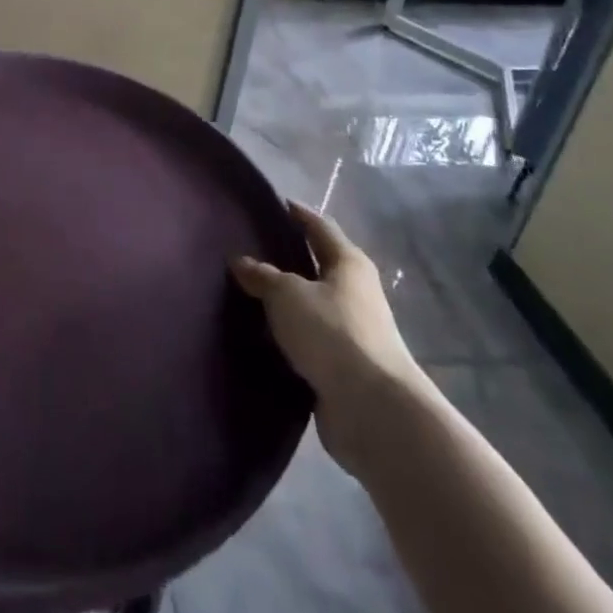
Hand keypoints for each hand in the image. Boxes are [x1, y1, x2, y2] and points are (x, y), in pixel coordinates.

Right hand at [232, 200, 431, 473]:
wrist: (372, 408)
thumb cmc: (332, 332)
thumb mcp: (287, 294)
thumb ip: (262, 276)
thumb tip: (240, 261)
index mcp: (349, 264)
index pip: (320, 227)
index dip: (298, 214)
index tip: (276, 203)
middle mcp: (356, 293)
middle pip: (318, 267)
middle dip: (288, 259)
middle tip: (250, 250)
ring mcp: (353, 331)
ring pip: (312, 306)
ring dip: (287, 302)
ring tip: (248, 294)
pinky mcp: (344, 366)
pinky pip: (309, 340)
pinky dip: (288, 336)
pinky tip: (261, 336)